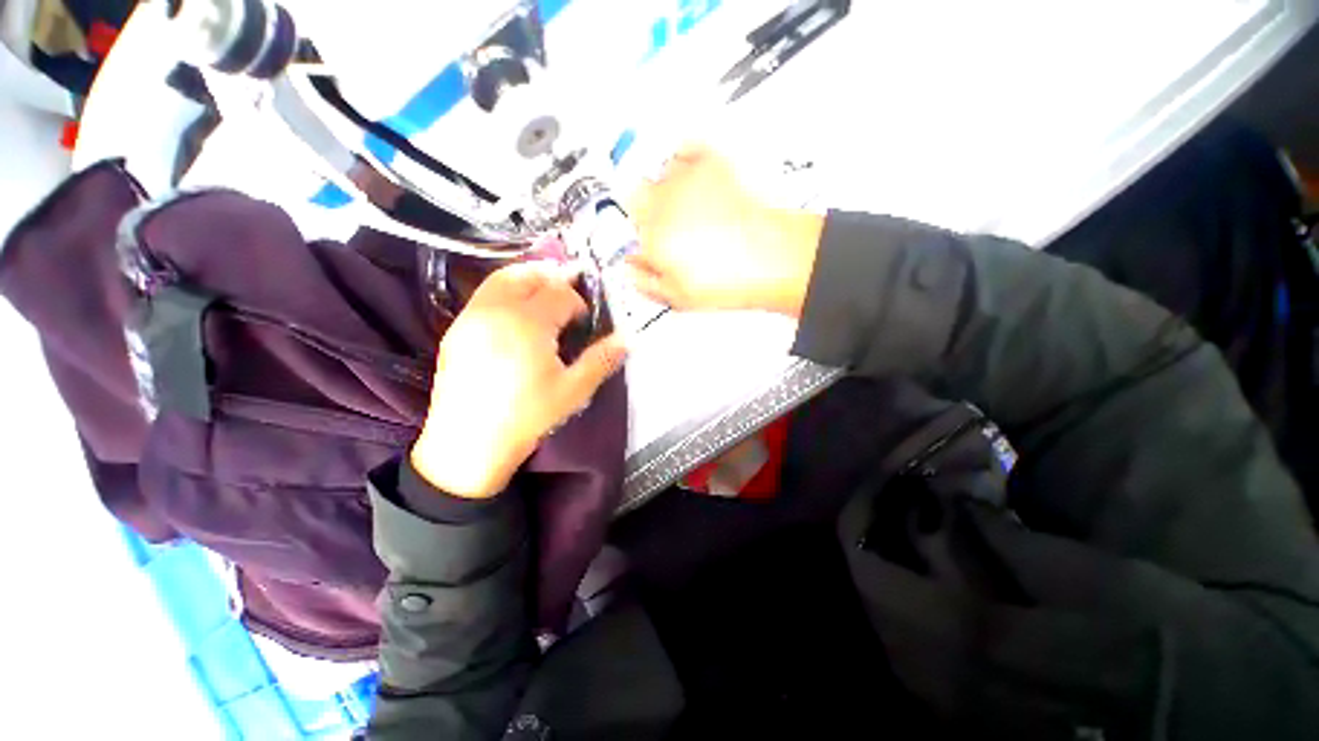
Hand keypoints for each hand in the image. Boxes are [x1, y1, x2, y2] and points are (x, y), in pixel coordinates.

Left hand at [411, 262, 627, 498]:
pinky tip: (517, 313)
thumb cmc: (527, 416)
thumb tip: (628, 338)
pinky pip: (484, 296)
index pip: (559, 293)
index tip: (585, 320)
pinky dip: (505, 292)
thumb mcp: (574, 390)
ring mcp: (471, 318)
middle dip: (552, 276)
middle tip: (570, 284)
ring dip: (527, 278)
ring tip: (545, 289)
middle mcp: (496, 310)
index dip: (578, 302)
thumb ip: (602, 359)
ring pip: (500, 280)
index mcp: (528, 323)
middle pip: (527, 275)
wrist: (469, 444)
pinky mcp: (456, 330)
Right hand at [626, 144, 824, 315]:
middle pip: (635, 197)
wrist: (771, 260)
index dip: (634, 239)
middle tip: (665, 227)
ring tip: (683, 206)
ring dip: (663, 188)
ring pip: (657, 174)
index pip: (624, 230)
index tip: (645, 244)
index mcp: (652, 238)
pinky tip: (690, 173)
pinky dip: (682, 157)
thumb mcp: (678, 297)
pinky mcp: (711, 165)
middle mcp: (662, 204)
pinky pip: (684, 149)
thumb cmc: (729, 280)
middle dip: (644, 211)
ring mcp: (686, 180)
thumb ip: (645, 282)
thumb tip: (630, 269)